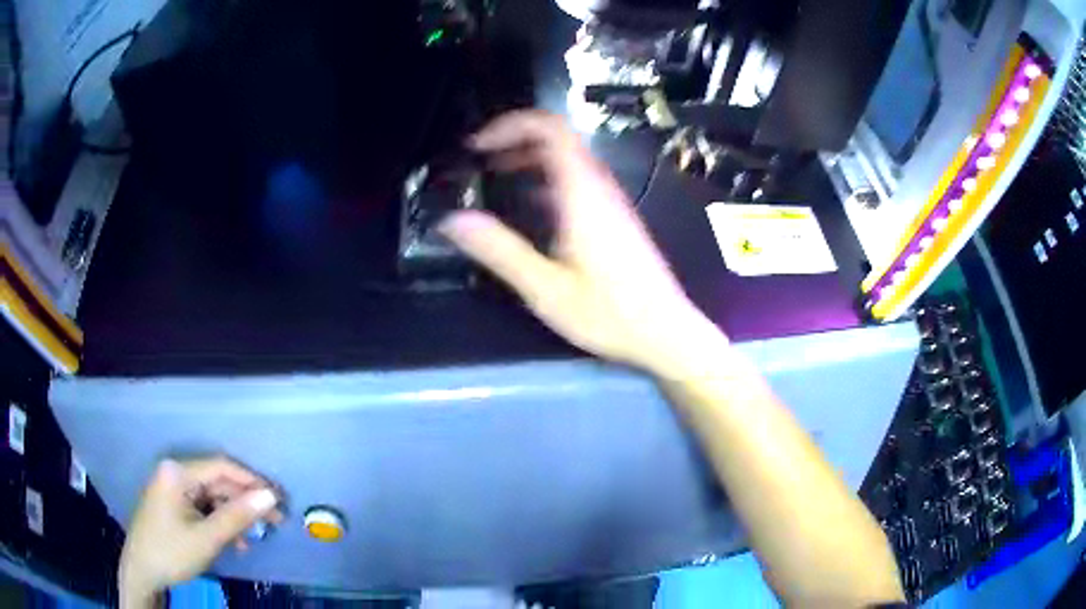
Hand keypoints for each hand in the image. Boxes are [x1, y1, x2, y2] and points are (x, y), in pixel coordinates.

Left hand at [118, 457, 281, 607]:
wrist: (142, 571)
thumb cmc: (171, 552)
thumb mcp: (206, 538)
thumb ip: (237, 516)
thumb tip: (270, 496)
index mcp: (178, 473)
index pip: (221, 467)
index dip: (251, 481)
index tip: (278, 499)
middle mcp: (174, 474)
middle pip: (217, 482)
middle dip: (245, 502)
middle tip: (275, 521)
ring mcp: (172, 489)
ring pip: (212, 497)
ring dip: (234, 516)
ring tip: (255, 537)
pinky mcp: (173, 505)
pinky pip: (202, 507)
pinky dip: (220, 522)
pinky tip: (234, 541)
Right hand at [438, 110, 721, 373]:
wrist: (665, 332)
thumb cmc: (610, 313)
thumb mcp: (546, 288)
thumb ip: (499, 251)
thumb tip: (454, 221)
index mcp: (582, 193)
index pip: (550, 129)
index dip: (511, 124)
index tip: (479, 144)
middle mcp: (599, 187)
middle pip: (557, 138)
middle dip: (514, 140)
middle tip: (480, 160)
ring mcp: (610, 201)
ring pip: (567, 160)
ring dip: (529, 159)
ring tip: (496, 177)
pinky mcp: (615, 217)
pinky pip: (577, 181)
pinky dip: (546, 180)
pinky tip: (528, 207)